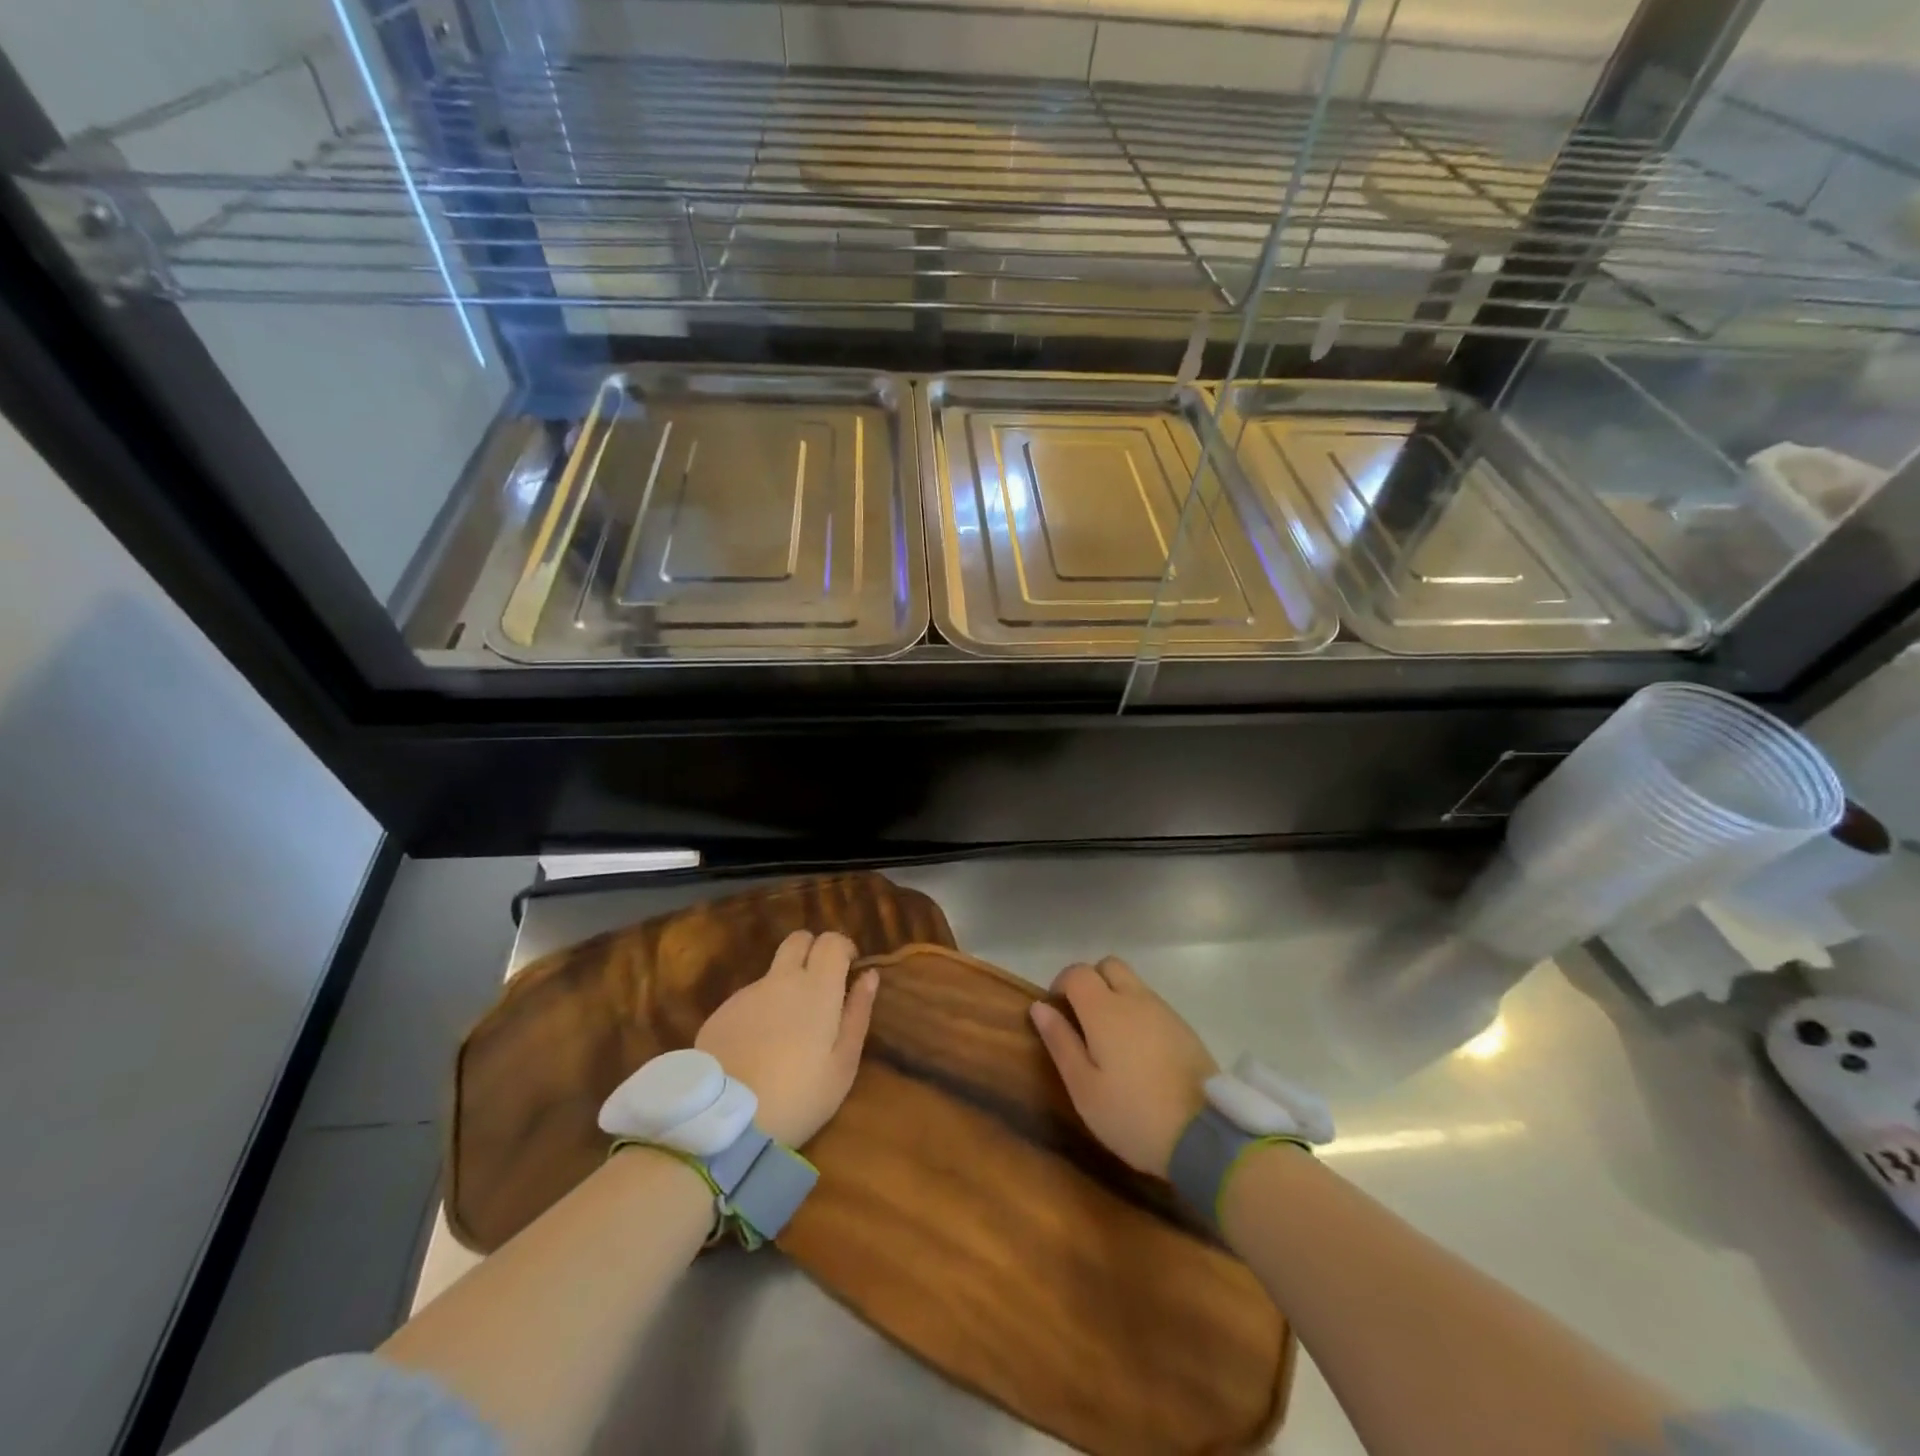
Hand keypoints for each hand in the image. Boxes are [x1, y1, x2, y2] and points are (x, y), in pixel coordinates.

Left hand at [696, 930, 878, 1148]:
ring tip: (785, 1035)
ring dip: (785, 987)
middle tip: (820, 988)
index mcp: (817, 987)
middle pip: (798, 940)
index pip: (831, 941)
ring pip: (773, 973)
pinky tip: (757, 1050)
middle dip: (812, 952)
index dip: (843, 949)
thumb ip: (858, 1012)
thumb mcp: (843, 1064)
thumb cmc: (798, 1095)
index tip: (848, 972)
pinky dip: (759, 1012)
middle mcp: (781, 979)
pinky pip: (748, 1000)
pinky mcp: (721, 1012)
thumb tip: (869, 976)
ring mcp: (747, 994)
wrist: (725, 1122)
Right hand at [1030, 957, 1216, 1178]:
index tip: (1056, 1011)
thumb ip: (1060, 1042)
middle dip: (1090, 981)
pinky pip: (1152, 1004)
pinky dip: (1137, 1013)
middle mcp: (1135, 998)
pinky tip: (1139, 1052)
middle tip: (1082, 1018)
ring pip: (1133, 983)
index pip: (1077, 972)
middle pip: (1108, 966)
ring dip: (1115, 996)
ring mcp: (1164, 1011)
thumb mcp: (1084, 1087)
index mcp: (1104, 1009)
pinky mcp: (1184, 1028)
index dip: (1061, 984)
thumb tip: (1039, 1007)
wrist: (1205, 1136)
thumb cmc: (1132, 1114)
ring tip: (1110, 1040)